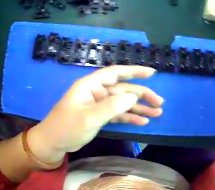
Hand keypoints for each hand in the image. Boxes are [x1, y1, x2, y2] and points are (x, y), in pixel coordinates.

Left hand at [27, 66, 163, 164]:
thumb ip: (111, 106)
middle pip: (123, 90)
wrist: (54, 142)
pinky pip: (117, 114)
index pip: (115, 73)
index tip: (152, 73)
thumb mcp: (89, 117)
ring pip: (122, 103)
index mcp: (91, 85)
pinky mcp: (99, 116)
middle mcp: (96, 92)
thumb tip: (134, 96)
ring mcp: (98, 105)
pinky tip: (142, 122)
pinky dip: (129, 117)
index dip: (134, 71)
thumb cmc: (67, 127)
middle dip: (142, 95)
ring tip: (156, 114)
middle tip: (160, 104)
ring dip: (139, 108)